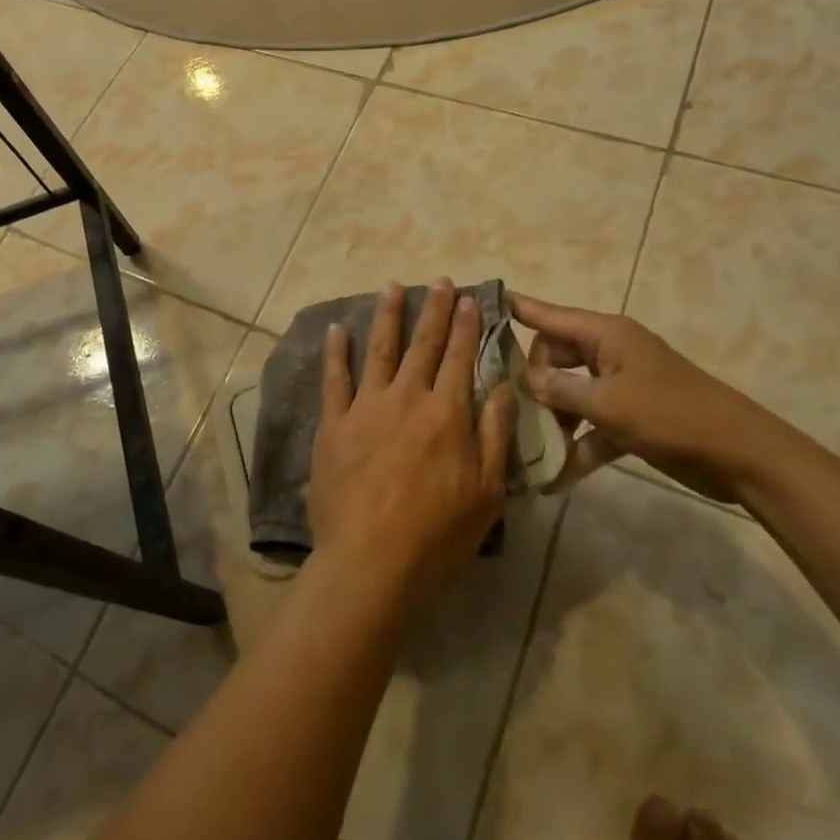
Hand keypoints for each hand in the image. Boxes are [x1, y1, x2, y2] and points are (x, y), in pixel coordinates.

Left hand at [310, 281, 517, 603]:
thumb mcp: (487, 491)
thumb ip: (496, 434)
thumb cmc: (437, 532)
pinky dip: (336, 351)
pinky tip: (337, 328)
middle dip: (434, 309)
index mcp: (447, 413)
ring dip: (387, 315)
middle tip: (440, 281)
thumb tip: (504, 386)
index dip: (466, 326)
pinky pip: (335, 378)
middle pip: (423, 344)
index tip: (470, 298)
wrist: (371, 558)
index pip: (460, 357)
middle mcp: (407, 397)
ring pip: (380, 349)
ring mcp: (367, 406)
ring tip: (392, 285)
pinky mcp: (334, 422)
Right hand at [509, 292, 779, 504]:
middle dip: (534, 383)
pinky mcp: (632, 417)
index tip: (480, 301)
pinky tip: (555, 476)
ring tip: (527, 448)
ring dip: (554, 420)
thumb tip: (526, 379)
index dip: (517, 308)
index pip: (548, 315)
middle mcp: (609, 353)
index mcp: (605, 335)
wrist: (740, 455)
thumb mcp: (608, 402)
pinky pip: (593, 425)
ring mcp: (621, 385)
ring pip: (571, 393)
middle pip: (555, 357)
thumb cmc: (670, 415)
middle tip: (512, 409)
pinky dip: (578, 445)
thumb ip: (561, 389)